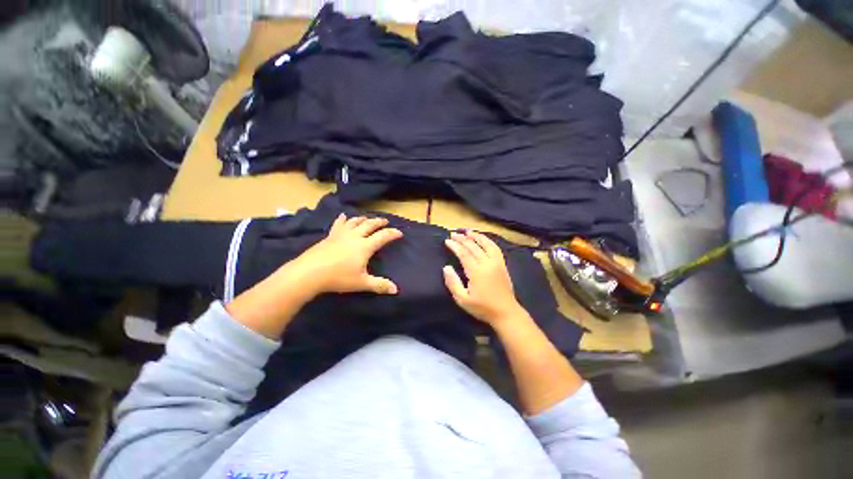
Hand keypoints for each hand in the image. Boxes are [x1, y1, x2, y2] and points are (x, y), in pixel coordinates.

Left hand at [291, 213, 402, 295]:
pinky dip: (343, 219)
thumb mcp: (361, 283)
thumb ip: (379, 285)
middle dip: (379, 222)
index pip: (383, 236)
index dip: (392, 234)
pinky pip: (338, 224)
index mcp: (365, 246)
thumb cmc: (338, 278)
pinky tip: (343, 216)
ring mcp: (341, 235)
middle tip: (385, 221)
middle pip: (369, 225)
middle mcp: (355, 237)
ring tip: (368, 218)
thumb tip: (396, 290)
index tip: (400, 233)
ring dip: (363, 219)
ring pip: (355, 222)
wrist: (309, 272)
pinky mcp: (330, 236)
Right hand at [443, 231, 526, 325]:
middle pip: (473, 246)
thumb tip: (446, 267)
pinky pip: (495, 248)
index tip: (447, 241)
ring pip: (486, 244)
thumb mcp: (463, 300)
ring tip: (468, 231)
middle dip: (462, 239)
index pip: (464, 253)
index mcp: (476, 272)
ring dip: (476, 236)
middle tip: (453, 234)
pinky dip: (488, 241)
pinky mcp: (502, 265)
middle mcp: (487, 263)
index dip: (455, 246)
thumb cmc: (482, 308)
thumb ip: (453, 283)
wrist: (506, 313)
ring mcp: (497, 263)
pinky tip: (483, 239)